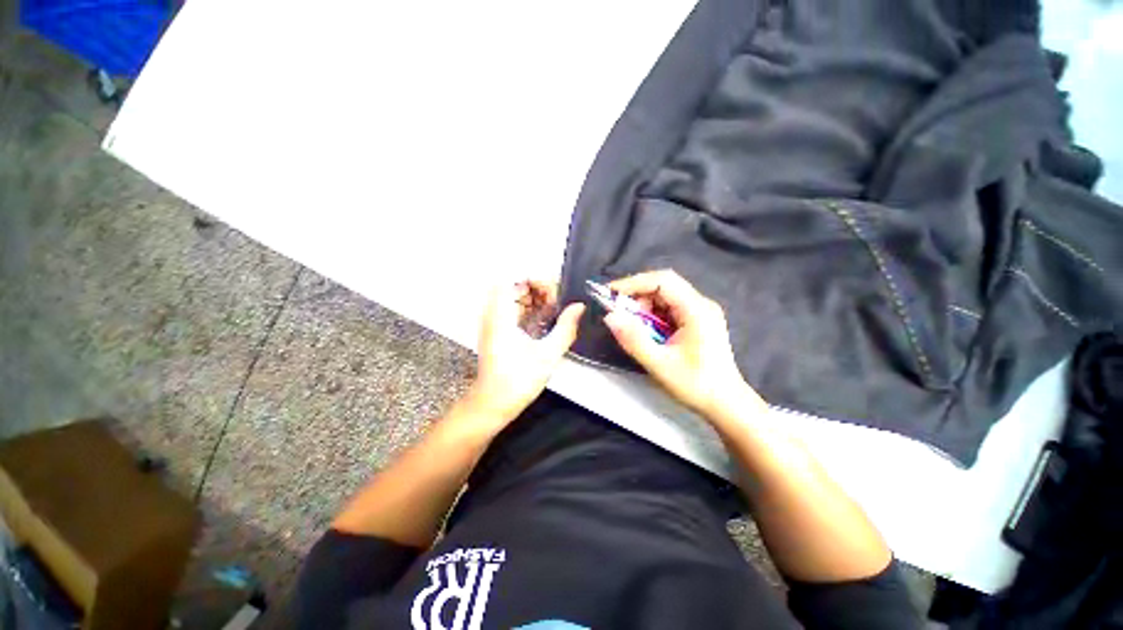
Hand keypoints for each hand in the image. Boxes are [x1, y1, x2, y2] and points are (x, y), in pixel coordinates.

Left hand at [462, 280, 584, 424]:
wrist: (492, 404)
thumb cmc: (518, 380)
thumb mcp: (548, 354)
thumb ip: (566, 327)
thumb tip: (579, 306)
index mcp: (501, 314)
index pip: (513, 278)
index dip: (535, 278)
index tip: (554, 292)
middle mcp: (494, 313)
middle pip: (516, 286)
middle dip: (540, 289)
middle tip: (559, 302)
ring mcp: (495, 322)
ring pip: (517, 298)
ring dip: (537, 300)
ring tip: (556, 311)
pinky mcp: (499, 331)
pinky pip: (516, 311)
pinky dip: (532, 311)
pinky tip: (547, 322)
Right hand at [604, 270, 764, 420]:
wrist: (726, 404)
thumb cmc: (696, 385)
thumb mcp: (659, 364)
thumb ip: (633, 339)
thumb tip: (610, 316)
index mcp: (696, 310)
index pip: (662, 281)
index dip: (634, 283)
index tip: (610, 294)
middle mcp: (700, 304)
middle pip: (663, 287)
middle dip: (637, 298)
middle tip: (621, 316)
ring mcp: (700, 312)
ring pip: (664, 297)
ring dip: (644, 309)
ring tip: (635, 329)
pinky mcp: (697, 321)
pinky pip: (669, 309)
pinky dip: (653, 317)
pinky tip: (648, 334)